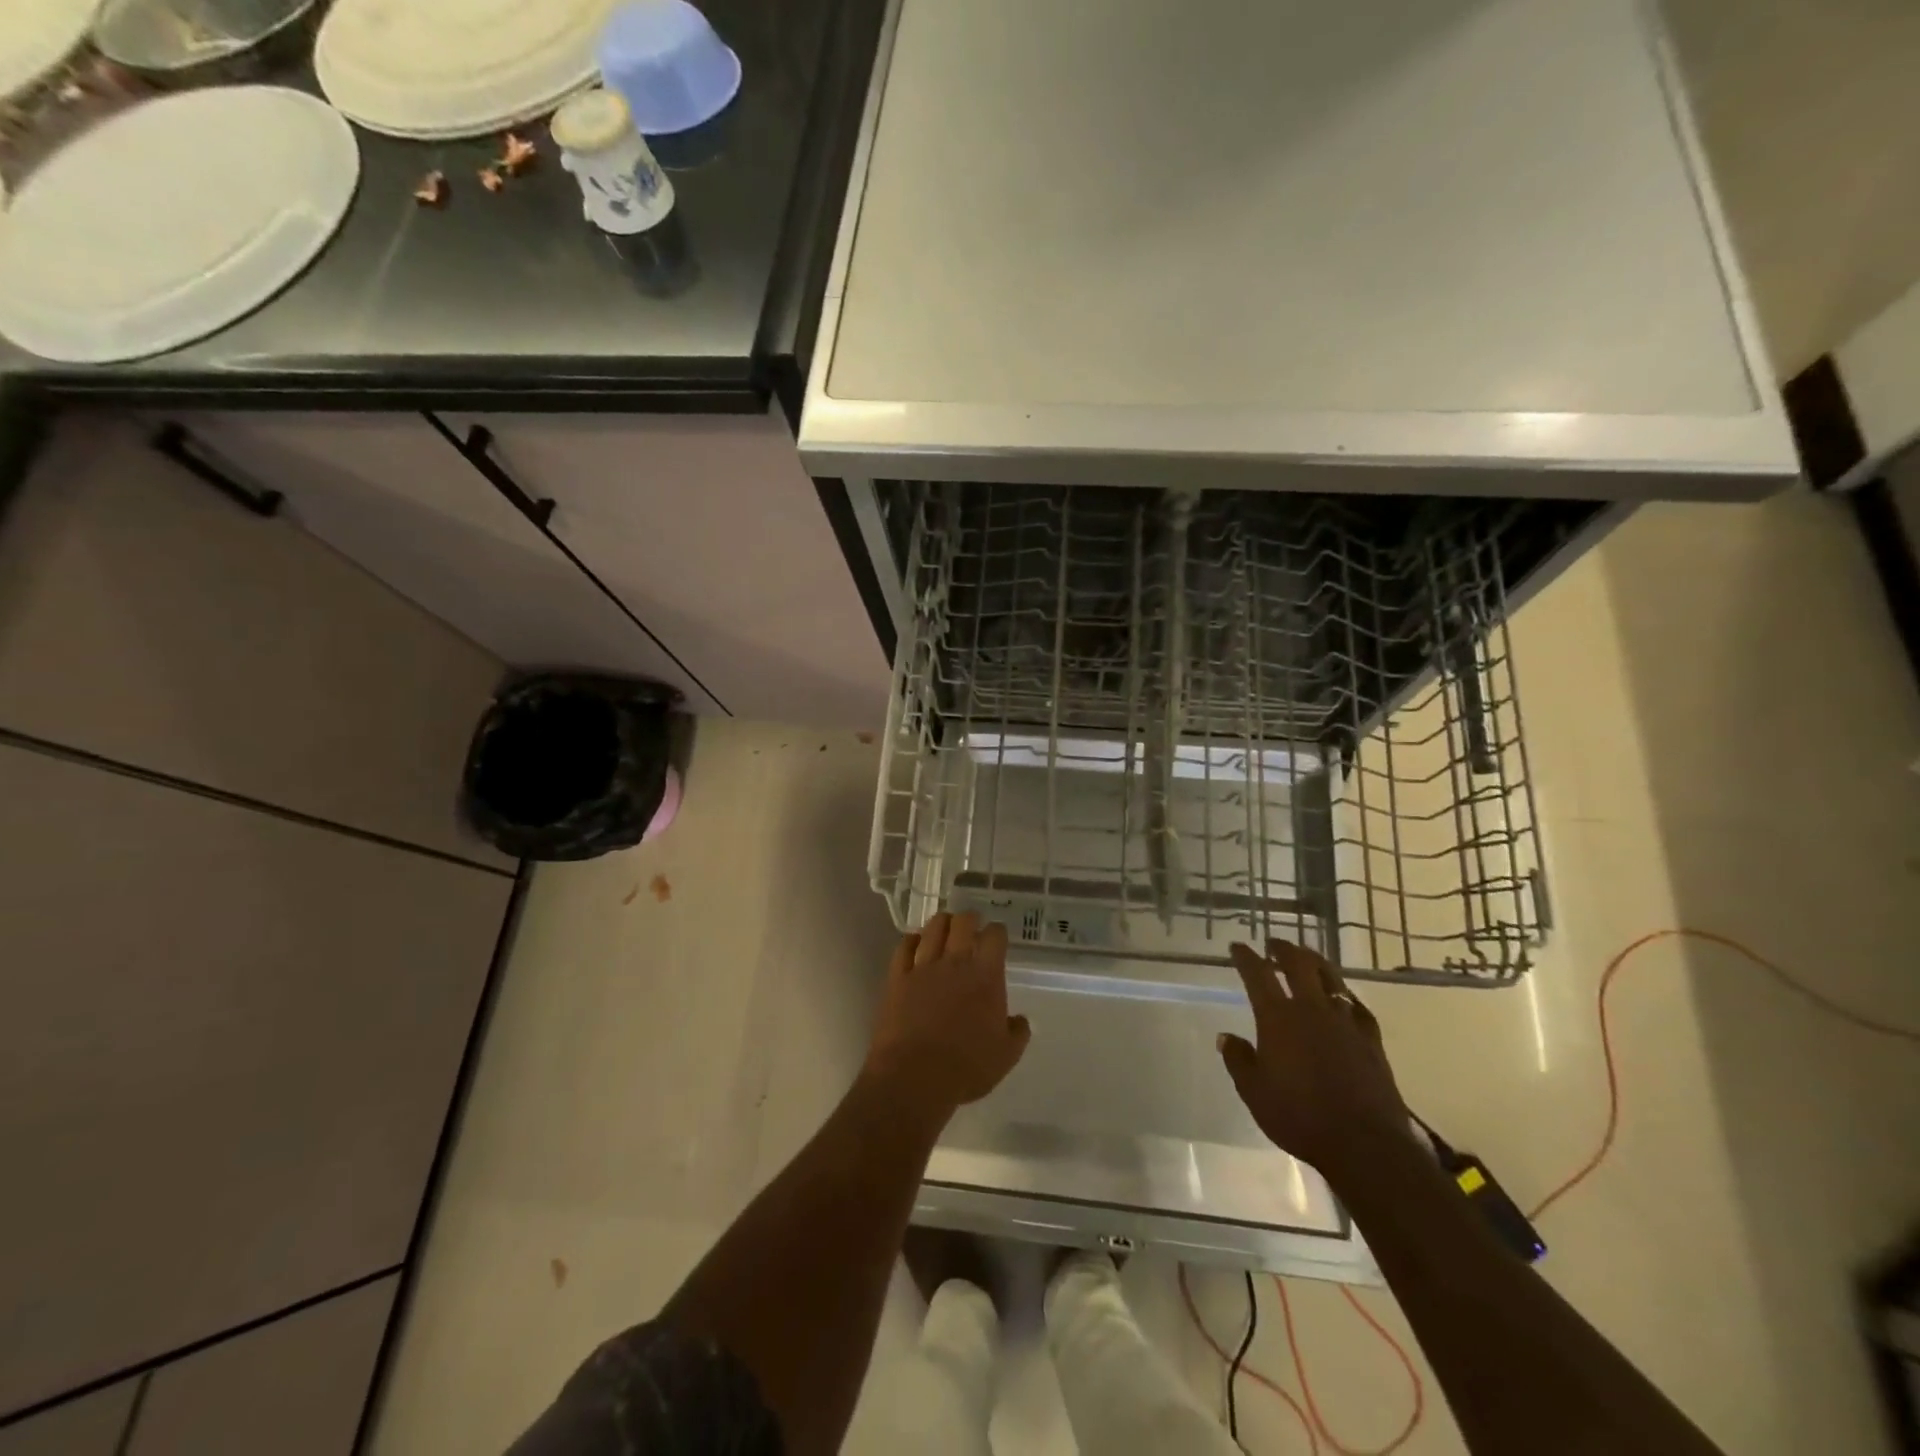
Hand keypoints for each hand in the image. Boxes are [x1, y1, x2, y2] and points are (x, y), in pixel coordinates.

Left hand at [865, 912, 1030, 1116]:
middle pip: (962, 922)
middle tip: (972, 925)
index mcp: (985, 976)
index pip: (994, 937)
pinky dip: (911, 940)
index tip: (998, 936)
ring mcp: (923, 967)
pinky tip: (915, 942)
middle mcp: (955, 962)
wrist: (914, 1077)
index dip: (997, 932)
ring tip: (945, 927)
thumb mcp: (1005, 1056)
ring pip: (933, 928)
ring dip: (942, 923)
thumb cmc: (965, 1068)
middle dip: (969, 919)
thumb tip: (1020, 1020)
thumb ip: (1017, 1033)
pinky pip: (903, 947)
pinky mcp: (897, 977)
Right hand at [1218, 940, 1410, 1183]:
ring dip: (1314, 962)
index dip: (1245, 957)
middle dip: (1283, 949)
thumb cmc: (1299, 1117)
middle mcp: (1311, 1009)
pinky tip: (1344, 997)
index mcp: (1278, 1018)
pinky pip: (1357, 1006)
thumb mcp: (1254, 1092)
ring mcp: (1345, 1022)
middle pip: (1298, 964)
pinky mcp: (1371, 1040)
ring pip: (1330, 978)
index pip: (1257, 975)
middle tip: (1273, 944)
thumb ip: (1238, 1060)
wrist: (1364, 1144)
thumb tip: (1225, 1036)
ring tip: (1306, 957)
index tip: (1237, 947)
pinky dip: (1345, 995)